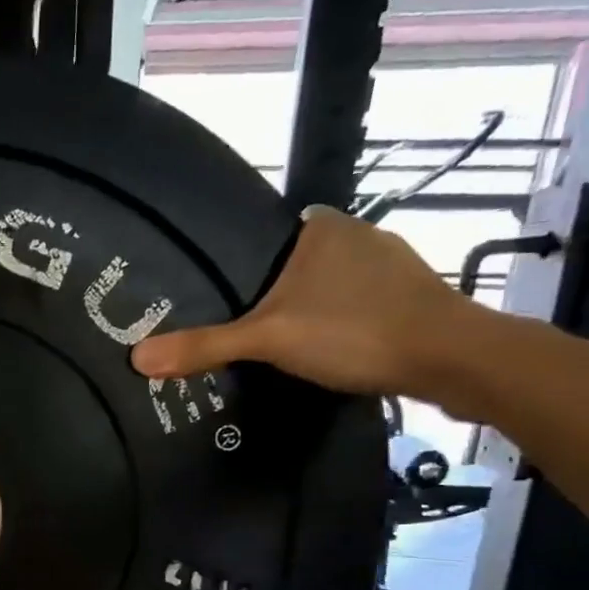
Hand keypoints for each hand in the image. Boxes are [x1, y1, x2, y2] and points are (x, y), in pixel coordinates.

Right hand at [130, 204, 481, 399]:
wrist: (453, 360)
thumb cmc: (354, 331)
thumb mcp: (268, 339)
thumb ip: (204, 346)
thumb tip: (136, 358)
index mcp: (323, 229)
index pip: (272, 234)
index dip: (247, 261)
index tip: (224, 292)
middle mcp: (360, 236)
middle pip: (299, 262)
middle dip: (276, 289)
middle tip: (242, 325)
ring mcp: (393, 267)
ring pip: (332, 285)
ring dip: (311, 308)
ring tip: (280, 343)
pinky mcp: (415, 299)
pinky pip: (360, 305)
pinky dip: (342, 324)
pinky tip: (330, 350)